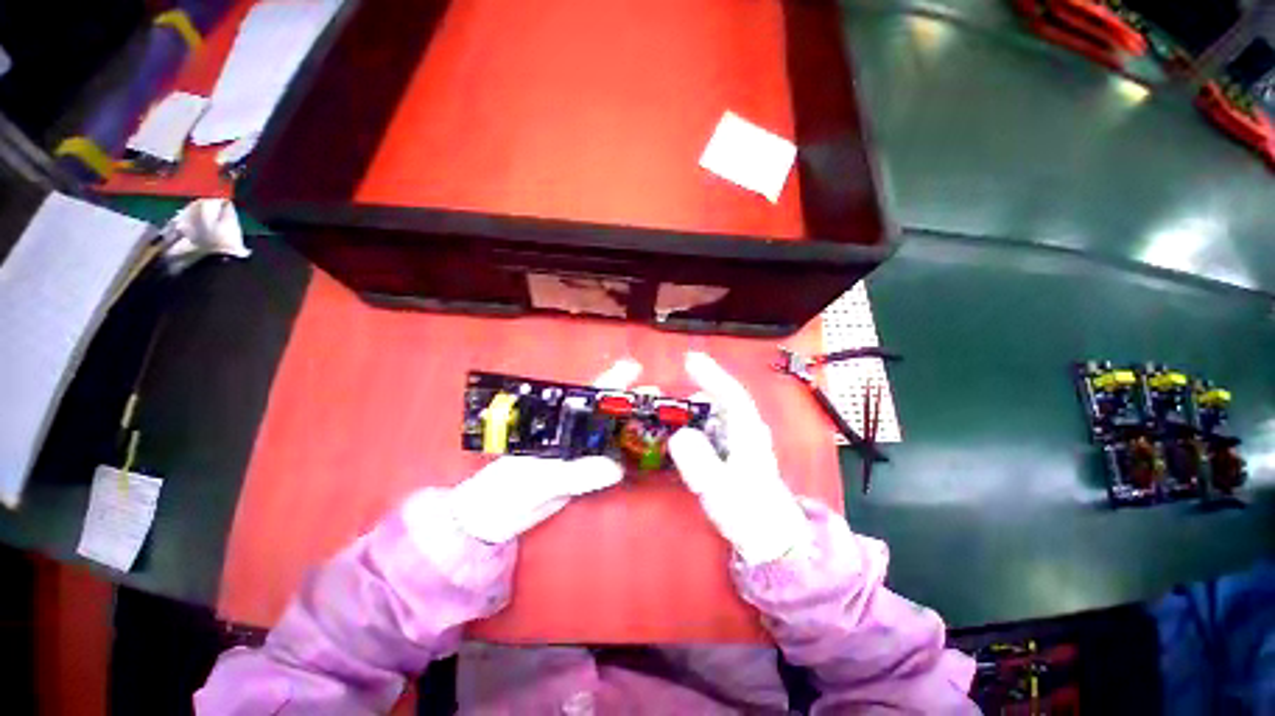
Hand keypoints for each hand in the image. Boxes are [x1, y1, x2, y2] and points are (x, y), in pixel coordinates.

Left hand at [446, 359, 641, 543]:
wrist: (491, 521)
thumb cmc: (502, 492)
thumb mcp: (535, 480)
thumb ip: (572, 474)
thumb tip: (616, 468)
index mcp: (555, 423)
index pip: (586, 396)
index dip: (610, 381)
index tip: (635, 368)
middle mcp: (570, 434)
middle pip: (604, 413)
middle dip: (630, 403)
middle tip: (660, 398)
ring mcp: (577, 454)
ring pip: (609, 436)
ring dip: (632, 428)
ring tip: (660, 423)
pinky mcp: (581, 473)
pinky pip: (608, 461)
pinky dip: (626, 456)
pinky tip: (643, 454)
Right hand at [669, 352, 810, 565]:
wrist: (769, 538)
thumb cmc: (749, 513)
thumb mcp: (721, 489)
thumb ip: (700, 463)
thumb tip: (679, 435)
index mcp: (748, 433)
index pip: (731, 394)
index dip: (711, 374)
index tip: (690, 359)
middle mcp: (745, 430)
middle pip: (722, 399)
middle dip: (699, 386)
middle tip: (671, 382)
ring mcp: (738, 440)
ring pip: (715, 413)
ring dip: (693, 405)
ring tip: (669, 406)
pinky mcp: (731, 451)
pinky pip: (710, 428)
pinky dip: (694, 422)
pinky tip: (679, 429)